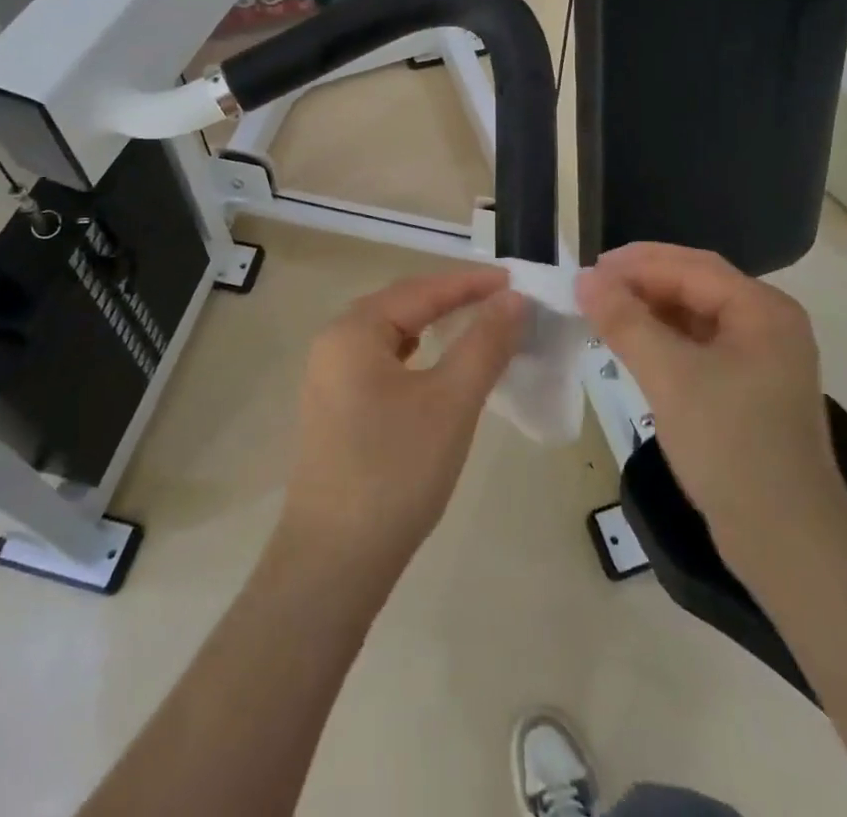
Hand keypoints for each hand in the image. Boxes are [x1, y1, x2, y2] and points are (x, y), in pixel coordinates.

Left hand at [279, 268, 525, 580]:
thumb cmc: (395, 471)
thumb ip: (484, 343)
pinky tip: (436, 368)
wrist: (334, 564)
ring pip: (392, 335)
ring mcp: (330, 379)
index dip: (471, 283)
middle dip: (452, 300)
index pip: (421, 290)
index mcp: (353, 330)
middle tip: (502, 301)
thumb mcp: (451, 401)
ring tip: (476, 326)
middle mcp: (334, 343)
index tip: (516, 282)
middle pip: (402, 306)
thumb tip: (515, 299)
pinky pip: (383, 363)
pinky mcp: (336, 410)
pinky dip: (417, 356)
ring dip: (434, 327)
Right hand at [576, 243, 845, 555]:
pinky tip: (635, 348)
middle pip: (696, 286)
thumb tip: (585, 279)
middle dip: (642, 284)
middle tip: (592, 290)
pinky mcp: (750, 391)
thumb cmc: (731, 446)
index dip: (637, 264)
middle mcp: (769, 325)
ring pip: (696, 317)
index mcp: (763, 310)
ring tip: (605, 315)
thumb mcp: (670, 376)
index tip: (588, 271)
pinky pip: (700, 348)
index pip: (692, 266)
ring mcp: (762, 360)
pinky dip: (665, 341)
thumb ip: (625, 321)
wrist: (787, 543)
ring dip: (650, 312)